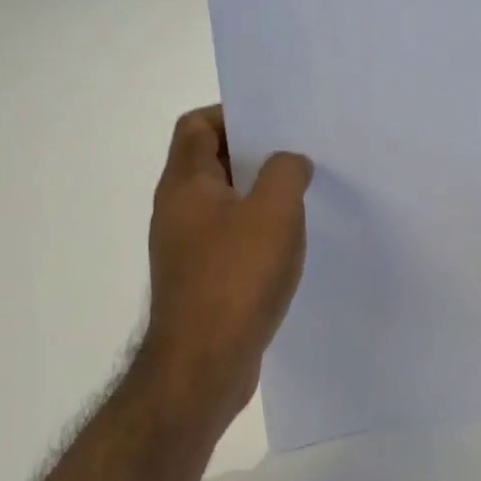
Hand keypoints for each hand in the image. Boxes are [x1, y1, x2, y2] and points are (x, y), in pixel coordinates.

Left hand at [140, 106, 312, 428]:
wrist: (202, 366)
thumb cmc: (236, 279)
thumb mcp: (273, 213)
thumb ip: (286, 173)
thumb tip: (291, 162)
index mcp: (185, 184)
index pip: (197, 125)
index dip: (233, 114)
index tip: (275, 123)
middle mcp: (178, 210)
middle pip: (211, 161)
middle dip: (254, 154)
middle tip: (298, 155)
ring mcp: (187, 248)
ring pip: (224, 203)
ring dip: (259, 195)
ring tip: (302, 196)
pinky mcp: (201, 279)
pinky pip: (230, 238)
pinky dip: (257, 232)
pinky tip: (289, 245)